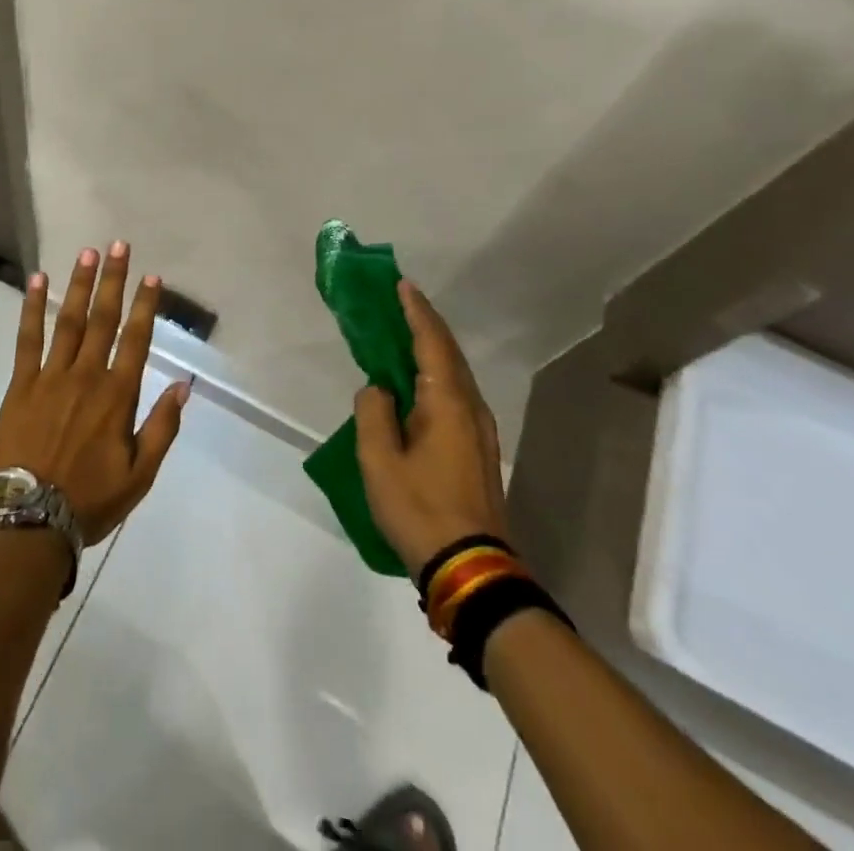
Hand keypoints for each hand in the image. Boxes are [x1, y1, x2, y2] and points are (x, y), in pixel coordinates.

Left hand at [0, 242, 191, 544]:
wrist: (29, 519)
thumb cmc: (89, 500)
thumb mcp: (140, 475)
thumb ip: (163, 427)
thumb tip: (184, 385)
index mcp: (117, 396)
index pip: (136, 340)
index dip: (145, 306)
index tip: (152, 276)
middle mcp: (87, 376)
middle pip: (103, 319)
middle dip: (113, 280)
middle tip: (118, 245)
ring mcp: (51, 376)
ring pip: (69, 320)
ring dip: (79, 285)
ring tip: (87, 253)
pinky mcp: (22, 383)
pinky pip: (28, 338)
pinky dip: (33, 308)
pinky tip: (38, 281)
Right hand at [354, 280, 508, 577]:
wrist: (472, 568)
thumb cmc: (420, 509)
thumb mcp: (379, 461)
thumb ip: (373, 413)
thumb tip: (378, 389)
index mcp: (447, 403)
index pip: (431, 342)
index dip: (415, 310)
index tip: (400, 284)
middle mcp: (470, 408)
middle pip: (448, 352)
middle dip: (424, 323)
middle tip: (398, 300)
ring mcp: (480, 430)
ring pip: (455, 373)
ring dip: (430, 348)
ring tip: (403, 333)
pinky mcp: (478, 449)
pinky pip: (455, 394)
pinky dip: (435, 373)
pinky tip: (417, 382)